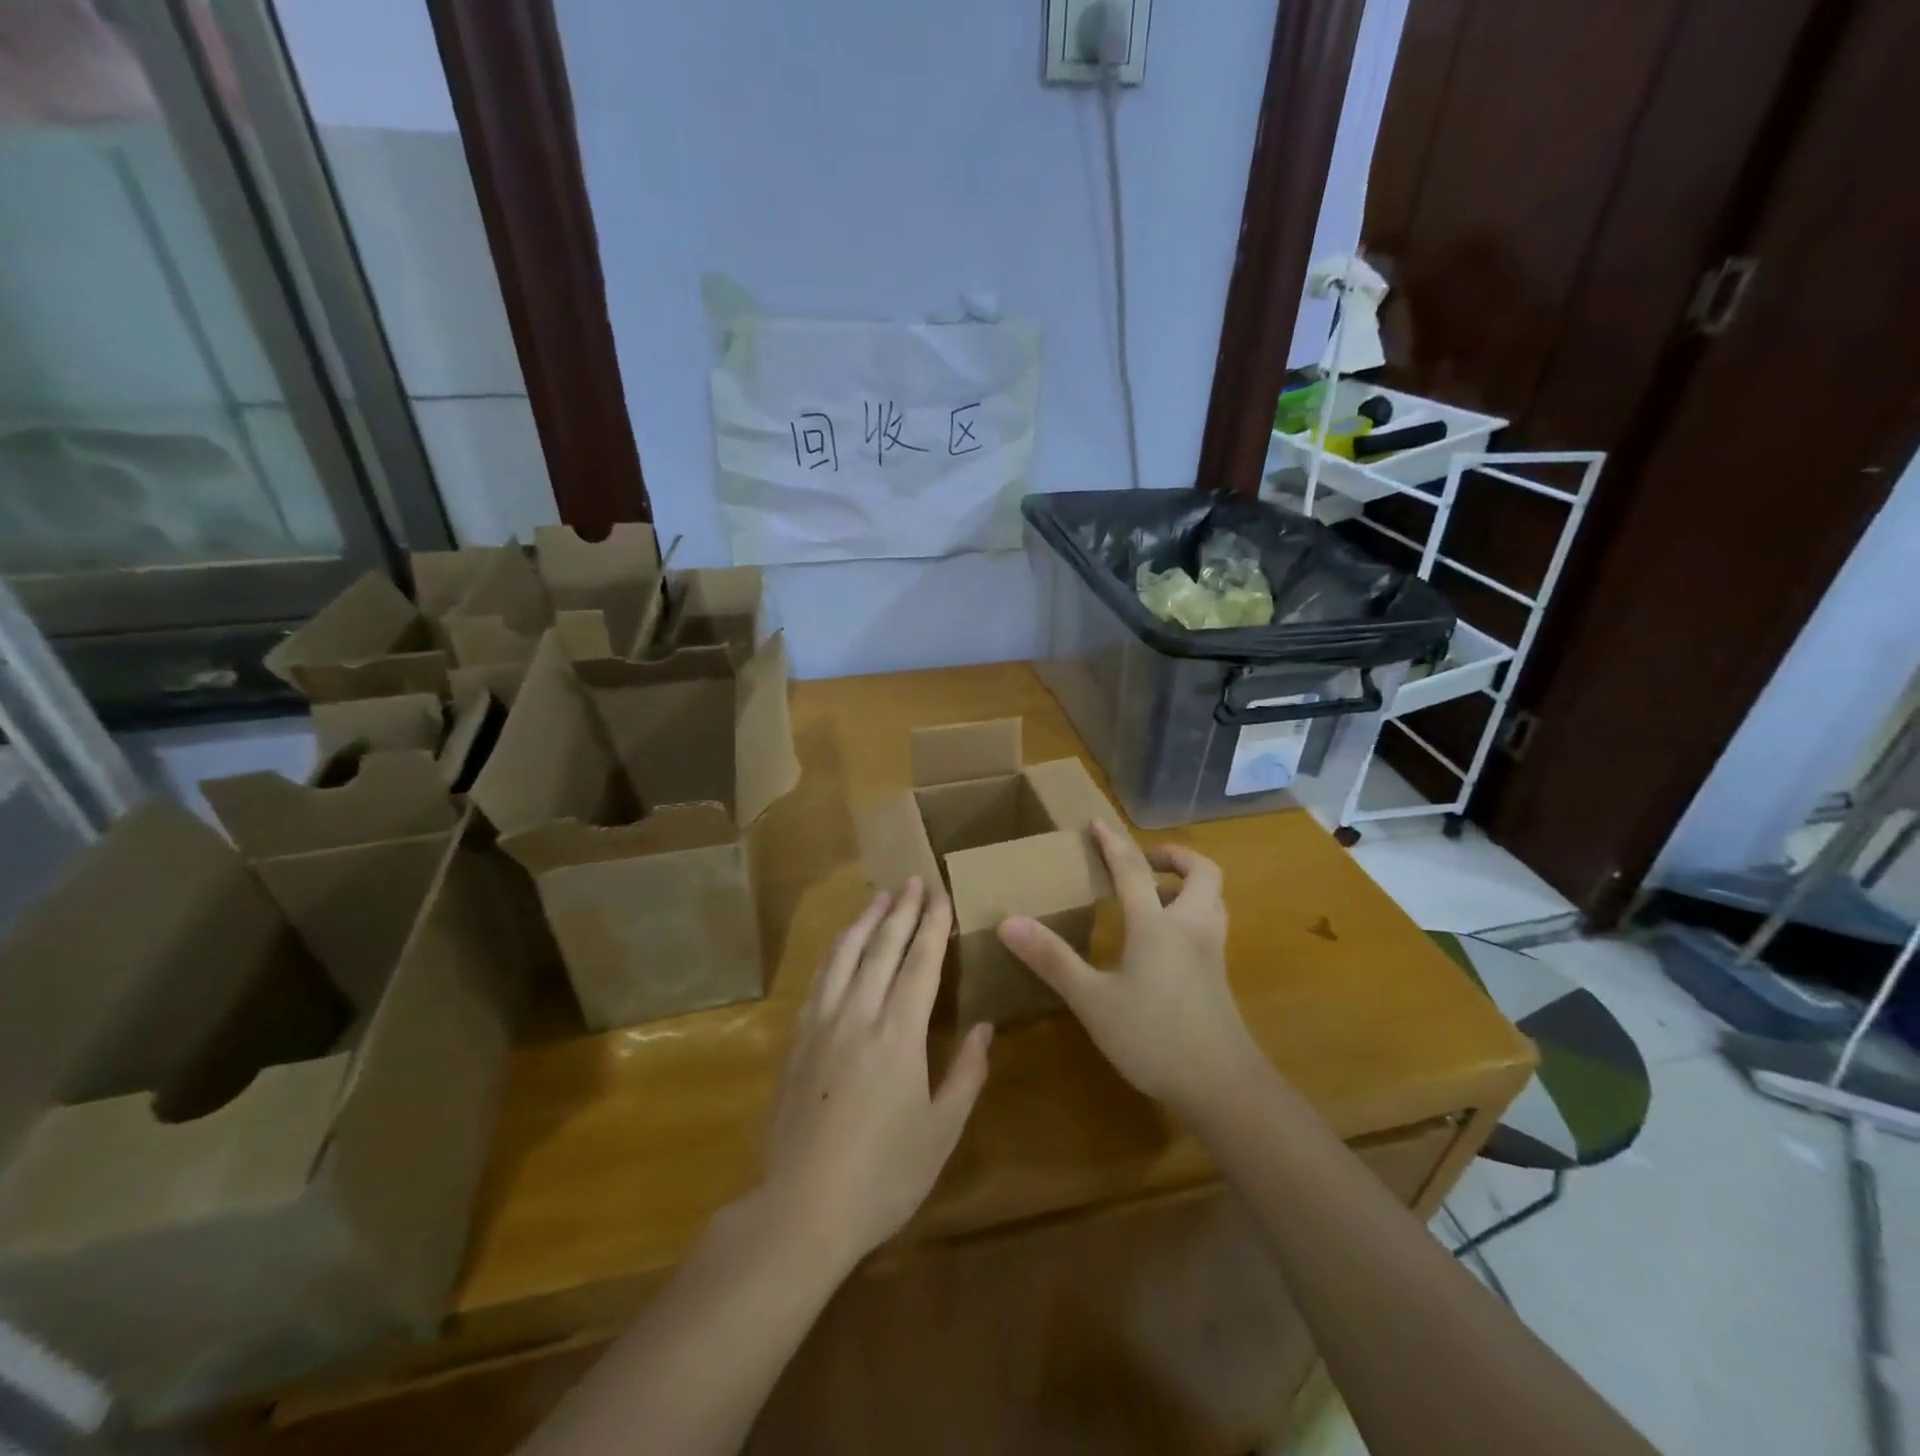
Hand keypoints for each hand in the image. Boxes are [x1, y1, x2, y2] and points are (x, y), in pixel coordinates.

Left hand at [757, 878, 992, 1272]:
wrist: (801, 1210)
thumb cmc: (883, 1175)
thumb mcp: (940, 1132)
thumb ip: (966, 1074)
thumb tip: (985, 1028)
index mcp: (898, 1035)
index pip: (919, 964)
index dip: (932, 926)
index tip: (941, 895)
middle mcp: (858, 1015)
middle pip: (881, 948)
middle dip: (901, 911)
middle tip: (913, 881)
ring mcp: (821, 1024)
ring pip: (844, 955)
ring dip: (864, 921)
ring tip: (879, 897)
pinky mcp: (796, 1041)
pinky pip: (818, 979)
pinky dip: (834, 952)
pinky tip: (840, 945)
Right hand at [997, 821, 1259, 1117]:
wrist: (1222, 1087)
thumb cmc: (1153, 1037)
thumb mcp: (1092, 1000)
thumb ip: (1052, 959)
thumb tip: (1008, 922)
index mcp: (1157, 925)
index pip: (1133, 870)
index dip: (1113, 843)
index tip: (1098, 822)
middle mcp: (1191, 928)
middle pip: (1201, 872)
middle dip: (1174, 857)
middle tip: (1144, 862)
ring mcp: (1212, 953)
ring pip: (1214, 899)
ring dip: (1189, 883)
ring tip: (1157, 894)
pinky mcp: (1219, 977)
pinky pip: (1211, 926)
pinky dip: (1193, 913)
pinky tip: (1167, 942)